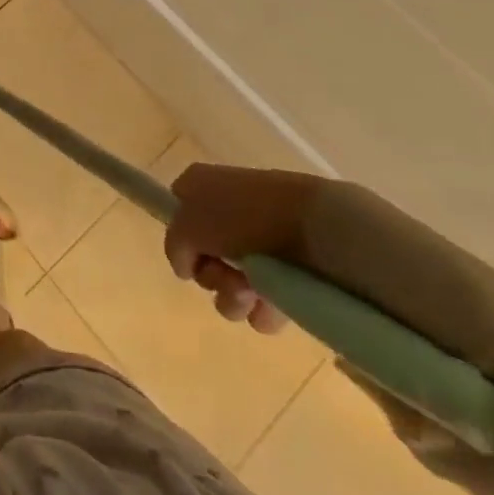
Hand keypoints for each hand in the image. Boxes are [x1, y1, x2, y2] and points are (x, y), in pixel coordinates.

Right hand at [164, 162, 329, 334]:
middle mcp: (230, 209)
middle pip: (204, 253)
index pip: (178, 208)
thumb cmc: (243, 216)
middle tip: (225, 277)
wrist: (318, 227)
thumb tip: (185, 266)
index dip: (180, 235)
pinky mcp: (291, 269)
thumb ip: (174, 246)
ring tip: (251, 295)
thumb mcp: (189, 225)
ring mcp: (262, 240)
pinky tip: (270, 308)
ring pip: (232, 281)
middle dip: (211, 275)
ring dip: (233, 296)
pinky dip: (262, 309)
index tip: (189, 254)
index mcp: (204, 185)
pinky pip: (265, 299)